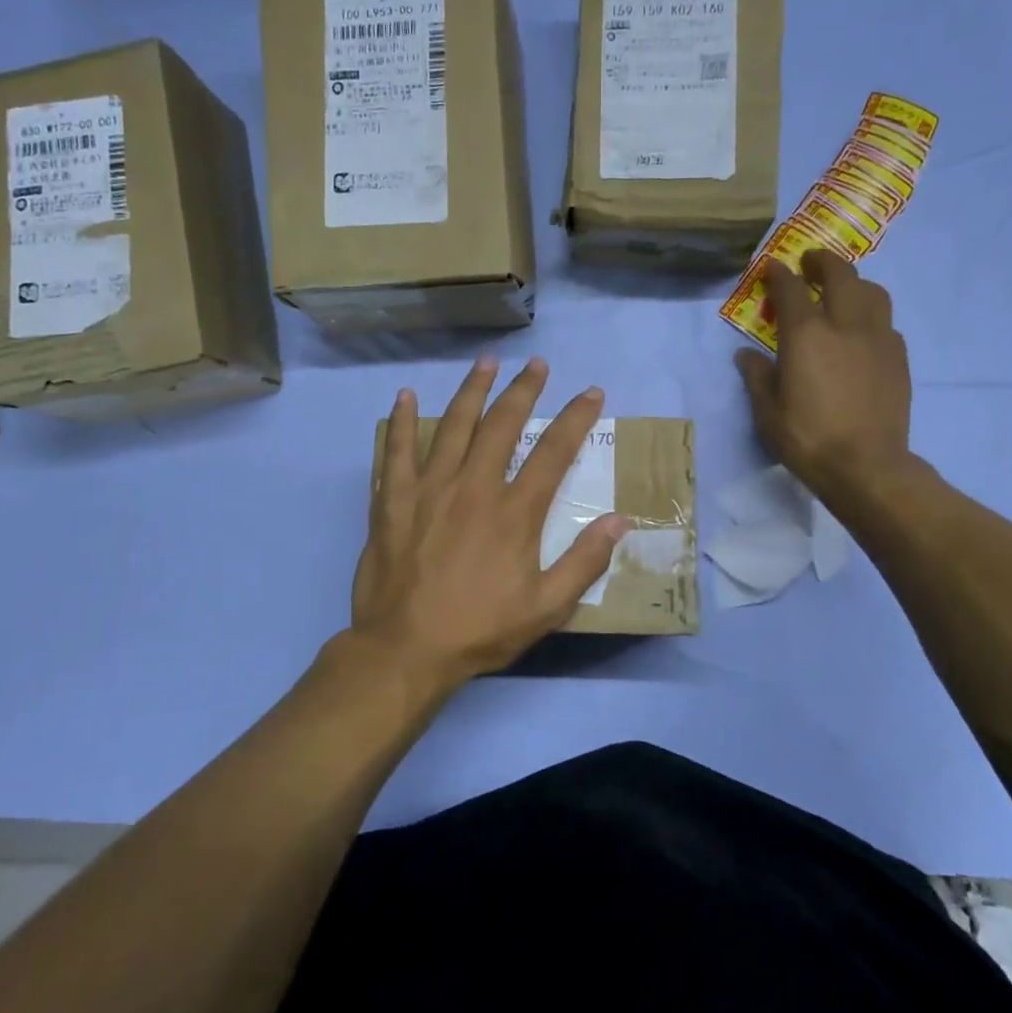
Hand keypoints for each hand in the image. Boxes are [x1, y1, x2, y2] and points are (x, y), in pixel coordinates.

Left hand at [349, 357, 626, 693]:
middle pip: (502, 425)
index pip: (553, 452)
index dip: (576, 418)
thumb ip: (584, 562)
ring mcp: (429, 489)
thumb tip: (619, 520)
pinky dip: (402, 421)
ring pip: (453, 426)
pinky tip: (407, 396)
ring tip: (485, 362)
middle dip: (523, 390)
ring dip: (472, 390)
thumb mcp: (546, 608)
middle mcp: (474, 488)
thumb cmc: (480, 630)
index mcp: (514, 513)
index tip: (591, 393)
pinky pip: (397, 450)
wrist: (405, 650)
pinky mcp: (393, 500)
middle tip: (537, 365)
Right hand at [735, 250, 921, 502]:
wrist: (866, 466)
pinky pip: (886, 322)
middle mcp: (845, 325)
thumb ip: (756, 376)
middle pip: (839, 275)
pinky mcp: (898, 358)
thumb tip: (746, 355)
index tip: (772, 267)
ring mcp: (877, 339)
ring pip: (872, 292)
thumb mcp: (767, 411)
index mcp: (806, 335)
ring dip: (854, 283)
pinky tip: (862, 333)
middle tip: (810, 263)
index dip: (778, 274)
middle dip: (822, 262)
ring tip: (843, 291)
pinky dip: (871, 316)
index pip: (790, 289)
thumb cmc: (807, 439)